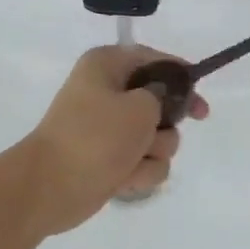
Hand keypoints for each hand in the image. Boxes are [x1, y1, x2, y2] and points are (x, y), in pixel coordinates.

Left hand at [21, 46, 209, 232]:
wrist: (49, 187)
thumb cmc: (95, 137)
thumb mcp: (140, 107)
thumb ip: (164, 95)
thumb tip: (160, 102)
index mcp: (108, 65)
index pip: (156, 61)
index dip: (182, 80)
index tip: (199, 105)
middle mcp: (108, 91)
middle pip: (161, 104)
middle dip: (164, 126)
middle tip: (156, 135)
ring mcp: (108, 128)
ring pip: (158, 139)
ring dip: (153, 154)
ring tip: (132, 160)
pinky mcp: (110, 159)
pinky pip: (144, 163)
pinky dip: (139, 173)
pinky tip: (123, 179)